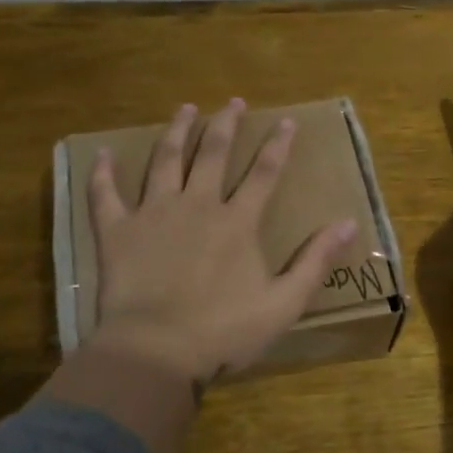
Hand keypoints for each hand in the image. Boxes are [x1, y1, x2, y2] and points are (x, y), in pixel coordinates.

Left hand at [86, 99, 357, 384]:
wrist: (157, 350)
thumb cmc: (224, 331)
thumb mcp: (284, 303)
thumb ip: (315, 262)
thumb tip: (350, 223)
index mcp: (237, 222)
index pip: (264, 173)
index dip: (277, 145)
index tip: (285, 121)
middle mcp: (197, 205)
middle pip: (213, 154)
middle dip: (225, 125)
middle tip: (232, 102)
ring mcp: (154, 214)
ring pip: (166, 161)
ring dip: (176, 132)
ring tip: (185, 109)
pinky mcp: (118, 232)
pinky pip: (106, 195)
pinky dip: (103, 174)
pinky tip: (102, 153)